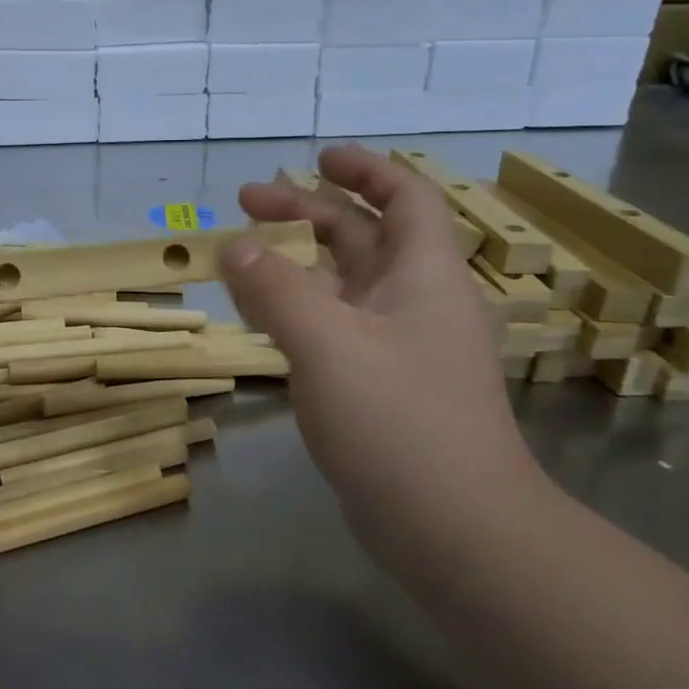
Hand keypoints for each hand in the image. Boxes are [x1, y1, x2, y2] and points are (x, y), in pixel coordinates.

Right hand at [220, 145, 538, 541]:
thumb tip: (233, 245)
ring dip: (297, 263)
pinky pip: (333, 329)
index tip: (316, 157)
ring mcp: (398, 349)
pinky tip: (262, 317)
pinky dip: (297, 310)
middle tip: (246, 203)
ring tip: (243, 256)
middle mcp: (415, 303)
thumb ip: (274, 288)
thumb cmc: (399, 421)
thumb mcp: (327, 343)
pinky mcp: (380, 388)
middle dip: (308, 213)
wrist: (455, 531)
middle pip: (363, 237)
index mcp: (423, 275)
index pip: (405, 198)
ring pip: (344, 285)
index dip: (364, 169)